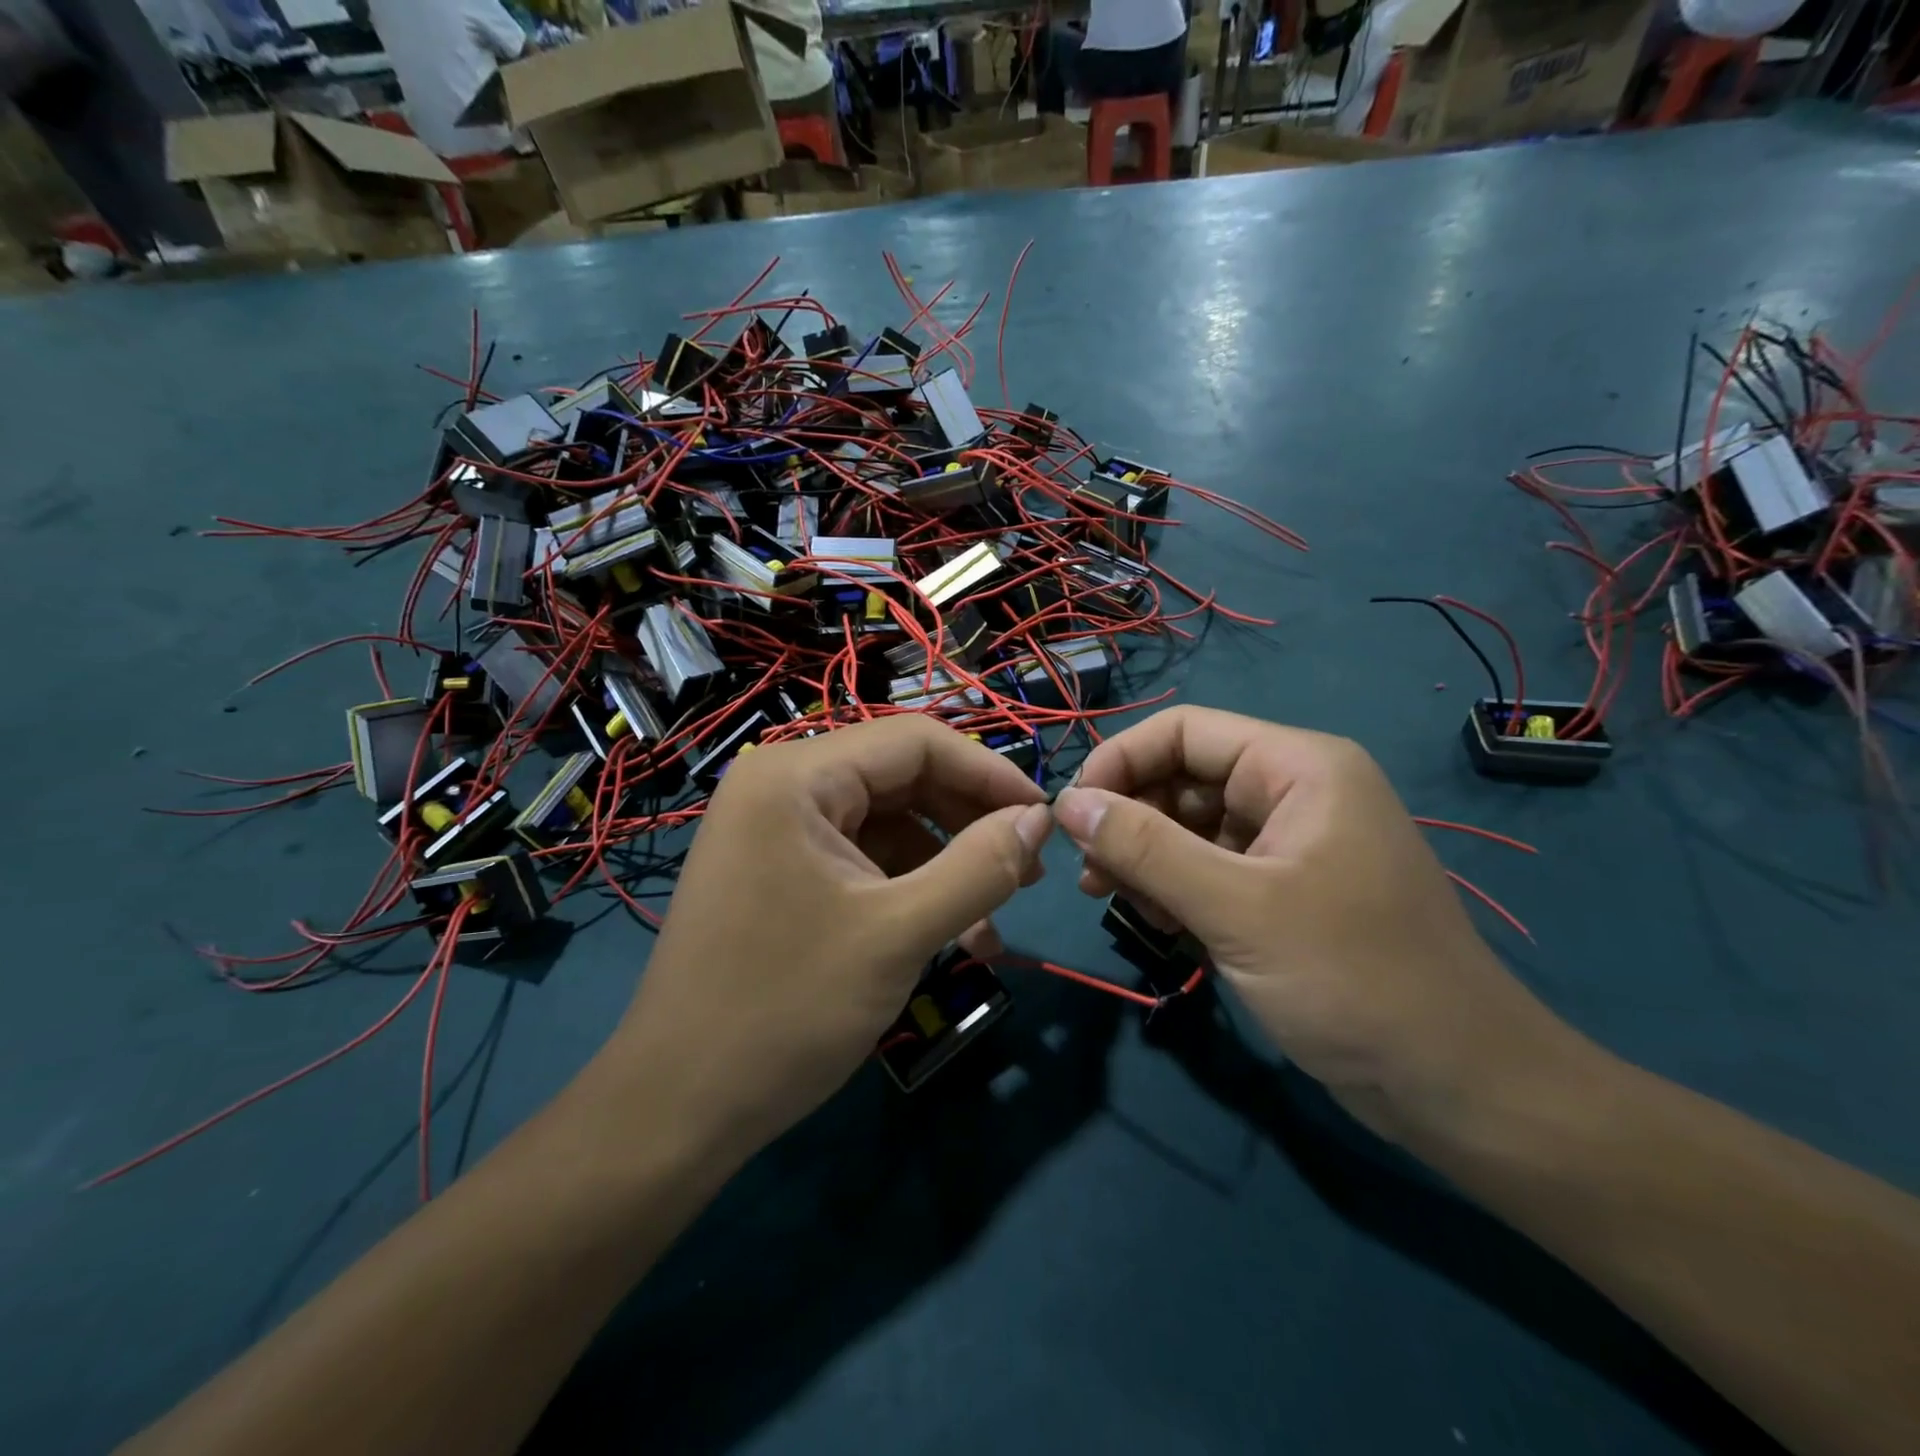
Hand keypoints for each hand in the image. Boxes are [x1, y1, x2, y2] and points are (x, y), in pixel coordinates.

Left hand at [602, 716, 1051, 1156]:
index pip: (916, 742)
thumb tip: (1041, 818)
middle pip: (901, 778)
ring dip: (945, 866)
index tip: (1046, 819)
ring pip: (886, 823)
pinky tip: (947, 936)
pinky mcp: (778, 870)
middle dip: (968, 824)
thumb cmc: (786, 1011)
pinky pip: (860, 859)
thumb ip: (981, 866)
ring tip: (990, 925)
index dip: (989, 774)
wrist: (677, 1109)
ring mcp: (775, 829)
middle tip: (1027, 874)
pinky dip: (908, 889)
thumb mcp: (899, 935)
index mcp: (796, 777)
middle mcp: (781, 785)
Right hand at [1051, 707, 1581, 1144]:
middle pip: (1183, 778)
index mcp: (1297, 767)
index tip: (1071, 814)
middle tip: (1090, 875)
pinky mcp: (1284, 893)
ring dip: (1145, 859)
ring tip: (1116, 902)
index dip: (1120, 761)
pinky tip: (1158, 925)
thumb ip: (1145, 848)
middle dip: (1129, 819)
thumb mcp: (1236, 907)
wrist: (1457, 1088)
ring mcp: (1289, 845)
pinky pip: (1209, 870)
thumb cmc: (1353, 979)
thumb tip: (1067, 803)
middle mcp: (1293, 792)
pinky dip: (1174, 890)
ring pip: (1190, 828)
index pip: (1184, 731)